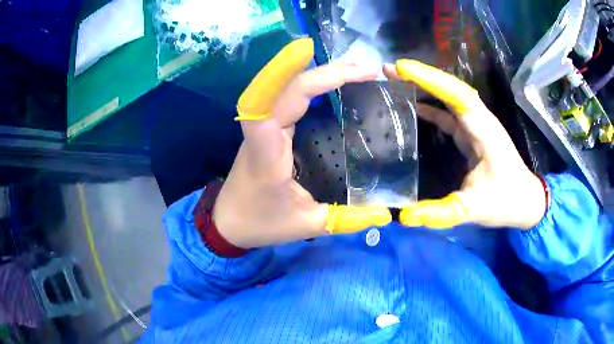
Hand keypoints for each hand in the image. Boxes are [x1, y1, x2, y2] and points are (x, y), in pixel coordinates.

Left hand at [213, 39, 391, 248]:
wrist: (227, 221)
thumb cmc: (260, 223)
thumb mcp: (305, 226)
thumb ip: (345, 220)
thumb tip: (385, 214)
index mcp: (266, 153)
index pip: (268, 103)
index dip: (283, 72)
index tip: (312, 52)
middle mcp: (263, 132)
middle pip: (286, 88)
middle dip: (326, 72)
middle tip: (368, 70)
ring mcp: (264, 128)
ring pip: (286, 88)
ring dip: (320, 74)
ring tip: (357, 71)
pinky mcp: (269, 129)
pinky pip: (287, 97)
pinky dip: (312, 84)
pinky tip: (334, 84)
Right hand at [384, 60, 546, 229]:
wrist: (526, 201)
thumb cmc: (507, 201)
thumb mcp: (474, 209)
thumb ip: (441, 213)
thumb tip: (403, 215)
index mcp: (484, 130)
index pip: (456, 94)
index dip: (429, 79)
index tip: (400, 69)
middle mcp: (480, 121)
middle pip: (450, 88)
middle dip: (421, 76)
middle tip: (389, 70)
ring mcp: (477, 126)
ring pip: (450, 97)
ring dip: (425, 86)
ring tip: (397, 80)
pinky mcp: (473, 134)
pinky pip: (450, 113)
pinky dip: (433, 107)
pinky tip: (416, 108)